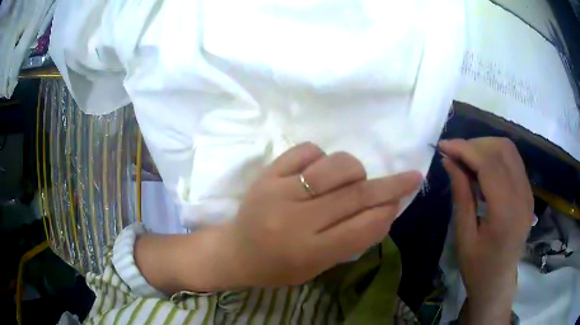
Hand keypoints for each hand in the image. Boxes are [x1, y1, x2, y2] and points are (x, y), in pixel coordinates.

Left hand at [226, 142, 421, 286]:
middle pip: (355, 196)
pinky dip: (321, 156)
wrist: (236, 252)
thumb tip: (384, 209)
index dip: (387, 213)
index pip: (363, 228)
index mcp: (308, 252)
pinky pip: (306, 150)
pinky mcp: (267, 174)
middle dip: (391, 185)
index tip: (399, 202)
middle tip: (410, 177)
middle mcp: (295, 220)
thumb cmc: (278, 267)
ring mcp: (278, 192)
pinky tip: (319, 170)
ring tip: (353, 179)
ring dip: (354, 170)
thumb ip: (351, 240)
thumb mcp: (318, 267)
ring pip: (334, 167)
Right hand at [440, 138, 533, 323]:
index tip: (444, 145)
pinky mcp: (528, 192)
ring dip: (486, 147)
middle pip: (502, 150)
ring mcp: (528, 193)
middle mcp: (522, 196)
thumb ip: (461, 195)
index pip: (489, 164)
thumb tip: (449, 161)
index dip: (465, 149)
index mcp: (506, 213)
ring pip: (509, 151)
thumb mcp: (464, 236)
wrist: (498, 282)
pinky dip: (495, 156)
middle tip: (454, 154)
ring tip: (466, 159)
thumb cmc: (478, 267)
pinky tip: (482, 168)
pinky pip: (513, 162)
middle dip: (475, 144)